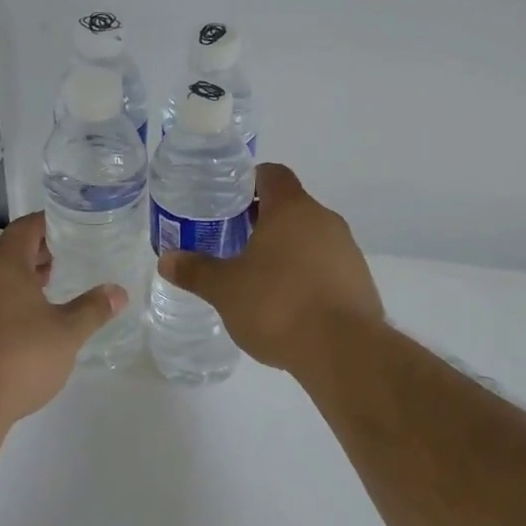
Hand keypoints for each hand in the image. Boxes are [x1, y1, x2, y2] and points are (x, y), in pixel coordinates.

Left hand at [0, 213, 126, 423]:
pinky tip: (37, 315)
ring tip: (59, 281)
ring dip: (28, 274)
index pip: (26, 227)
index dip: (50, 222)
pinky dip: (16, 295)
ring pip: (2, 276)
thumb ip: (93, 308)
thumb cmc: (20, 356)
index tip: (75, 225)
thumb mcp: (67, 332)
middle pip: (13, 250)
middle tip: (74, 252)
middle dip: (42, 249)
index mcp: (5, 266)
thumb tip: (119, 292)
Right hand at [157, 163, 381, 372]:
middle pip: (291, 206)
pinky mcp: (360, 281)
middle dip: (263, 220)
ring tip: (259, 277)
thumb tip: (166, 259)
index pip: (272, 174)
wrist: (344, 351)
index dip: (249, 182)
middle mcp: (324, 220)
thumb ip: (196, 271)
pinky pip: (327, 266)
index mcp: (291, 209)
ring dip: (287, 249)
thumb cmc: (278, 305)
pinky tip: (289, 304)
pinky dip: (307, 275)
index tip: (228, 202)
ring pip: (311, 237)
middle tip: (233, 242)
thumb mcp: (225, 289)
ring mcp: (347, 250)